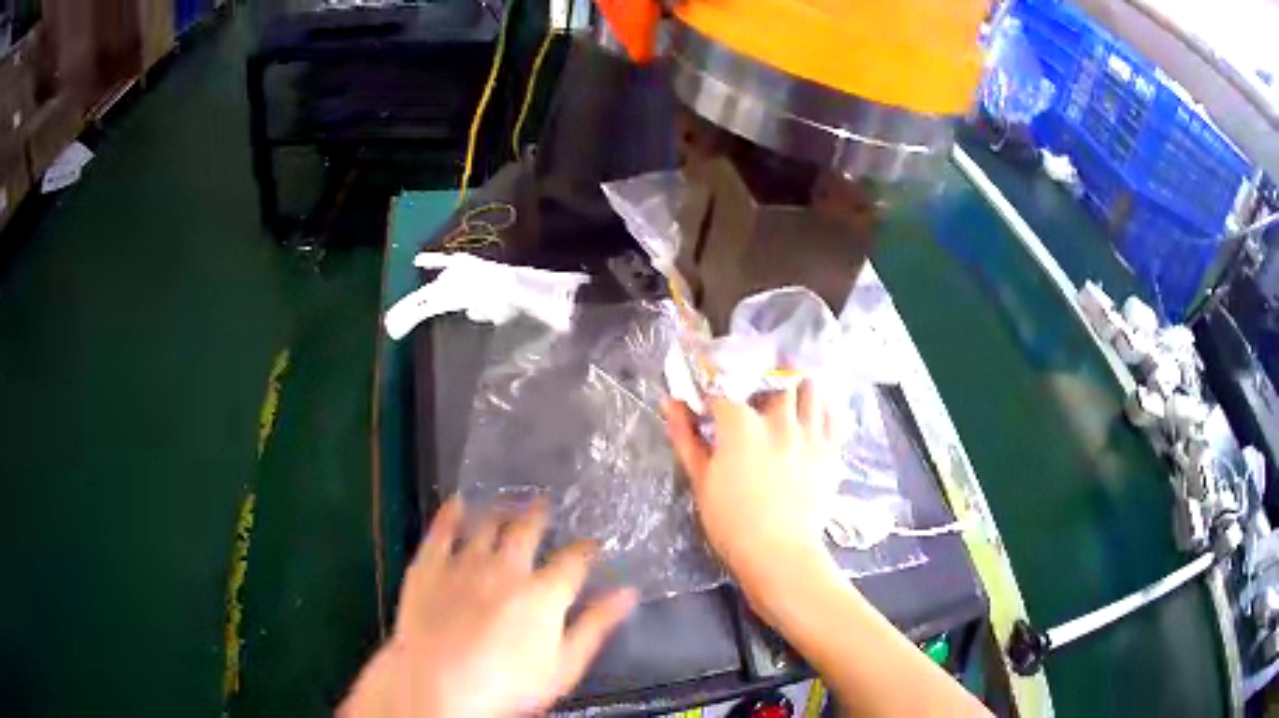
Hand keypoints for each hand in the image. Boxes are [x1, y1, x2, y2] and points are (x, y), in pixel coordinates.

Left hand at [339, 498, 636, 717]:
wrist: (437, 683)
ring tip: (506, 504)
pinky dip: (450, 513)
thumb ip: (595, 626)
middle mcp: (506, 567)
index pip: (573, 560)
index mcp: (543, 593)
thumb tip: (627, 593)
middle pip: (527, 531)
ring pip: (486, 525)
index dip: (585, 549)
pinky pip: (441, 530)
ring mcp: (464, 563)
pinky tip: (456, 502)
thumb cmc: (508, 685)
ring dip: (500, 511)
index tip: (591, 543)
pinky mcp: (429, 565)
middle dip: (538, 516)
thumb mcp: (564, 666)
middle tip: (543, 504)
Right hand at [664, 381, 840, 612]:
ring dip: (795, 389)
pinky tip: (812, 415)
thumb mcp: (700, 480)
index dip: (713, 396)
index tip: (709, 409)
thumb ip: (686, 437)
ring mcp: (809, 431)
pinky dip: (822, 407)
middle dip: (759, 388)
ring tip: (786, 403)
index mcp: (740, 424)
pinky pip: (831, 412)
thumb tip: (670, 402)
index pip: (722, 391)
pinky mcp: (831, 447)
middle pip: (770, 380)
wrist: (779, 553)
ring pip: (806, 387)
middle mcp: (778, 418)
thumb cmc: (731, 522)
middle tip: (751, 405)